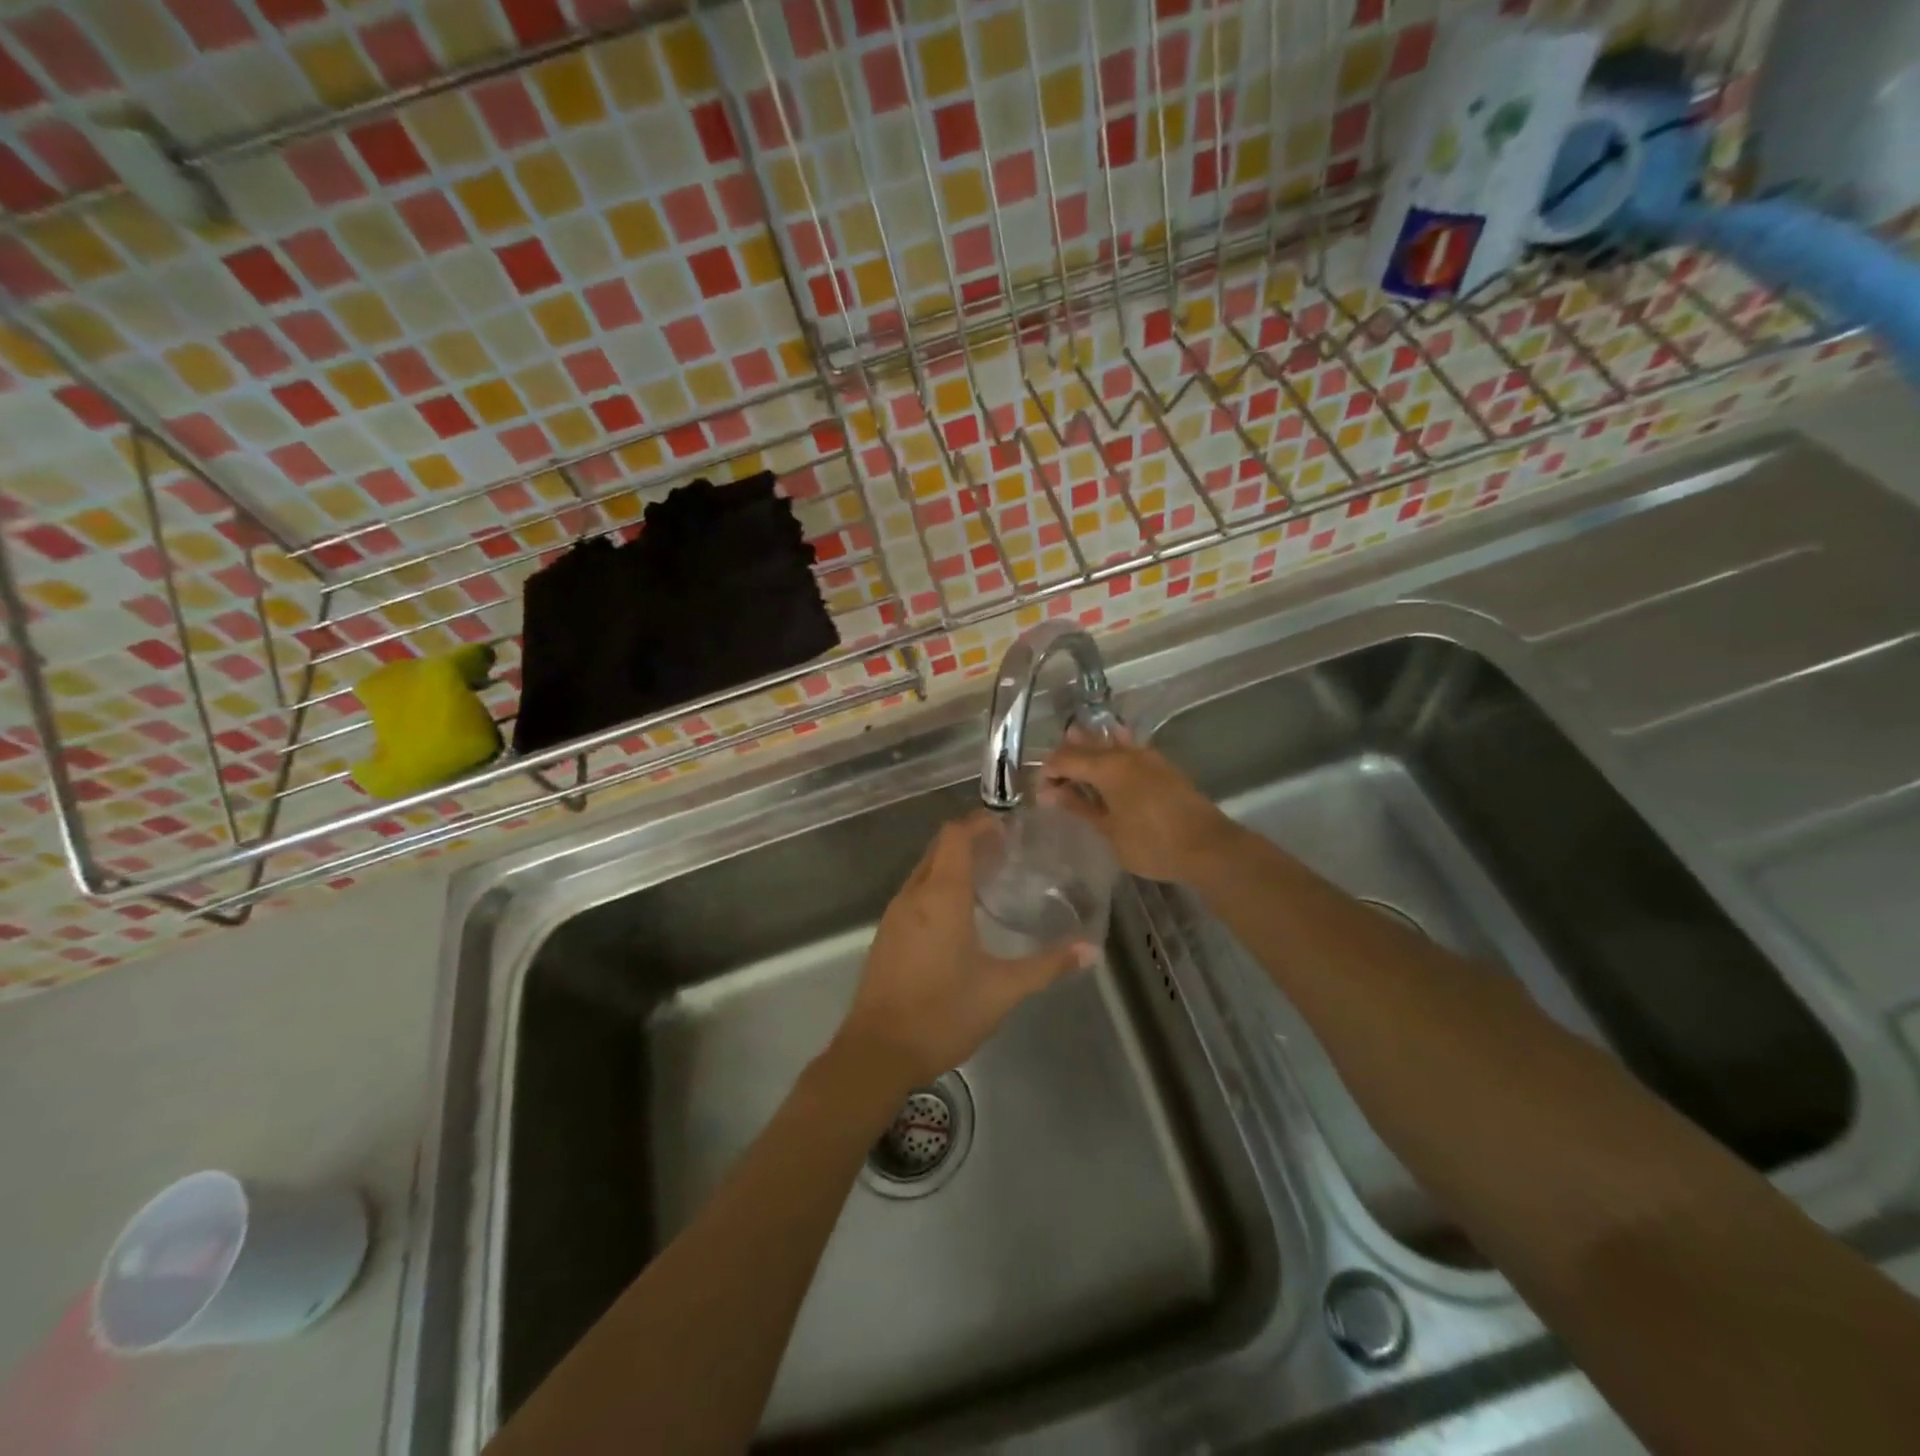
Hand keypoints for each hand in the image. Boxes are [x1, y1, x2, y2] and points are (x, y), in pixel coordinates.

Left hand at [834, 814, 1095, 1090]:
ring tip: (989, 880)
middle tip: (1007, 853)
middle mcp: (913, 895)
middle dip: (970, 842)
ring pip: (924, 871)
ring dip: (952, 866)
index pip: (955, 836)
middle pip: (939, 849)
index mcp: (941, 895)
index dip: (980, 823)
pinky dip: (937, 889)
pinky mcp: (886, 935)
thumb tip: (1090, 951)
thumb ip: (1047, 966)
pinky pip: (914, 895)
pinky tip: (960, 916)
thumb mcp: (1002, 990)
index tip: (1009, 827)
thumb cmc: (942, 1013)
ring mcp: (894, 915)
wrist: (877, 1052)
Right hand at [1041, 730, 1236, 882]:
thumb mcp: (1109, 829)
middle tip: (1055, 784)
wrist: (1208, 848)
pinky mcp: (1162, 767)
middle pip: (1086, 745)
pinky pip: (1127, 752)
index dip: (1048, 772)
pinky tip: (1108, 774)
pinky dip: (1111, 758)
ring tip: (1077, 775)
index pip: (1065, 758)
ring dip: (1089, 755)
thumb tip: (1050, 793)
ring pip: (1108, 744)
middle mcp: (1125, 753)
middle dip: (1066, 760)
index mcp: (1107, 766)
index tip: (1042, 794)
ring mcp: (1147, 757)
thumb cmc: (1152, 843)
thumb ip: (1080, 806)